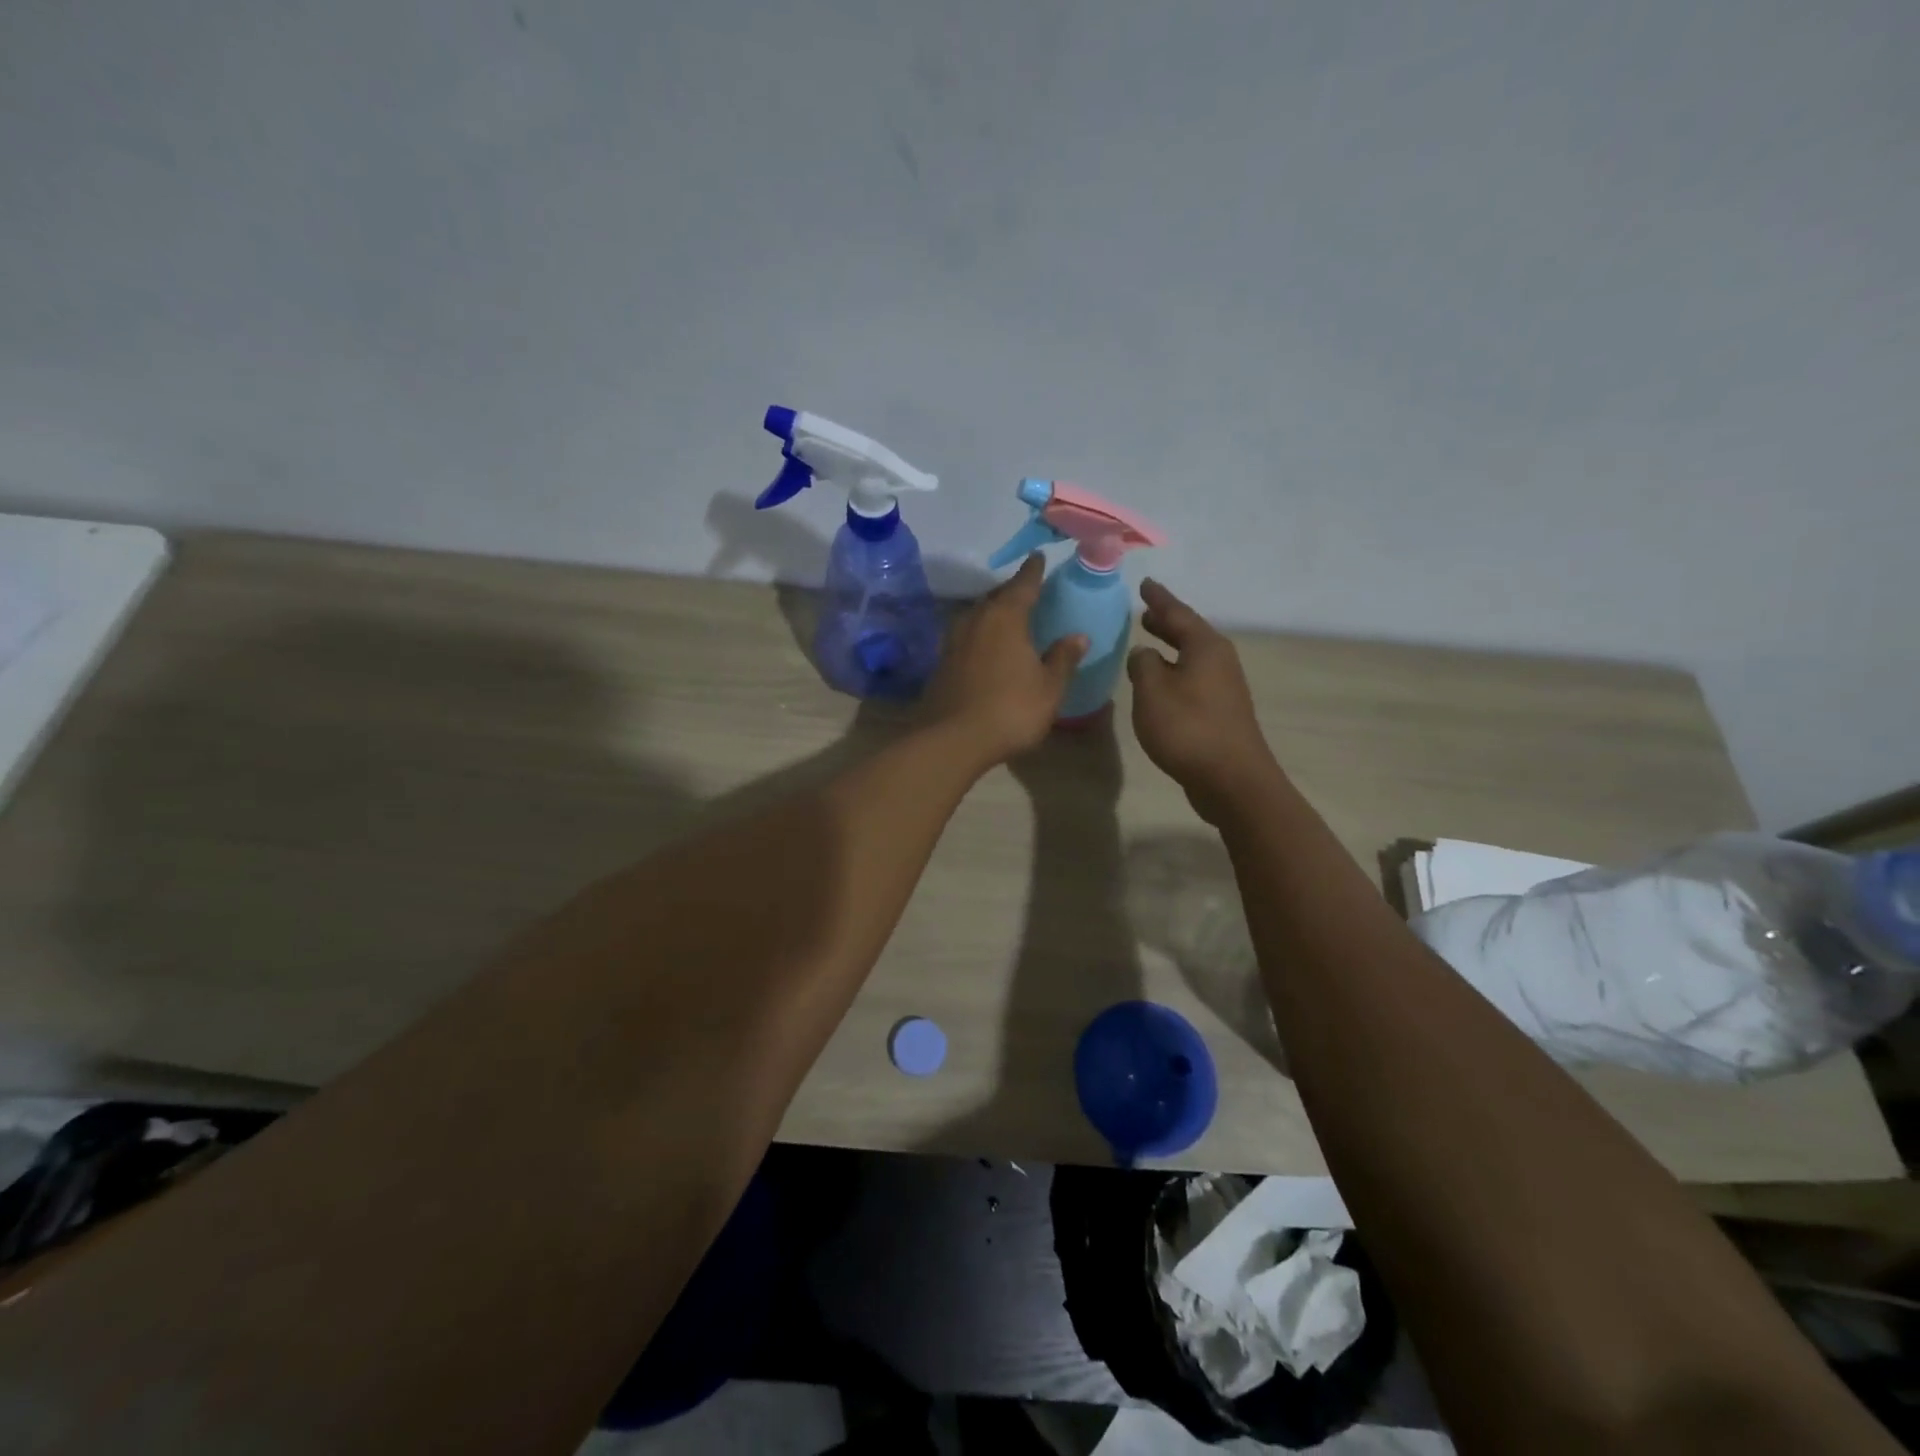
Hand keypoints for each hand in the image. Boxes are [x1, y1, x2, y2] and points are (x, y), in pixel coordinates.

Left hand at [923, 554, 1086, 767]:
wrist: (952, 739)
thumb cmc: (1010, 709)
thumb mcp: (1049, 687)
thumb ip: (1063, 658)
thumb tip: (1078, 636)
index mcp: (1006, 617)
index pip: (1023, 584)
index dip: (1033, 571)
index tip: (1039, 557)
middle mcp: (976, 619)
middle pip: (996, 596)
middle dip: (1012, 592)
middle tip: (1027, 591)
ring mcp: (953, 640)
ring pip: (977, 615)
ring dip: (992, 612)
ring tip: (1007, 618)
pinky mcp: (941, 661)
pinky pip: (966, 636)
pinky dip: (979, 634)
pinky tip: (986, 646)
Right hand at [1128, 579, 1279, 823]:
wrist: (1231, 778)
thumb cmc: (1188, 728)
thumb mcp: (1152, 691)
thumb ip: (1143, 665)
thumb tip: (1144, 654)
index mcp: (1204, 646)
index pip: (1178, 612)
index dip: (1158, 599)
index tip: (1145, 584)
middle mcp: (1219, 660)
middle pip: (1189, 632)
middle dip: (1166, 622)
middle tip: (1145, 612)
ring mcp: (1224, 686)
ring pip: (1192, 656)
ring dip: (1171, 647)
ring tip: (1149, 641)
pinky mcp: (1222, 711)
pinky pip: (1193, 677)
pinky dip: (1175, 670)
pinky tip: (1162, 682)